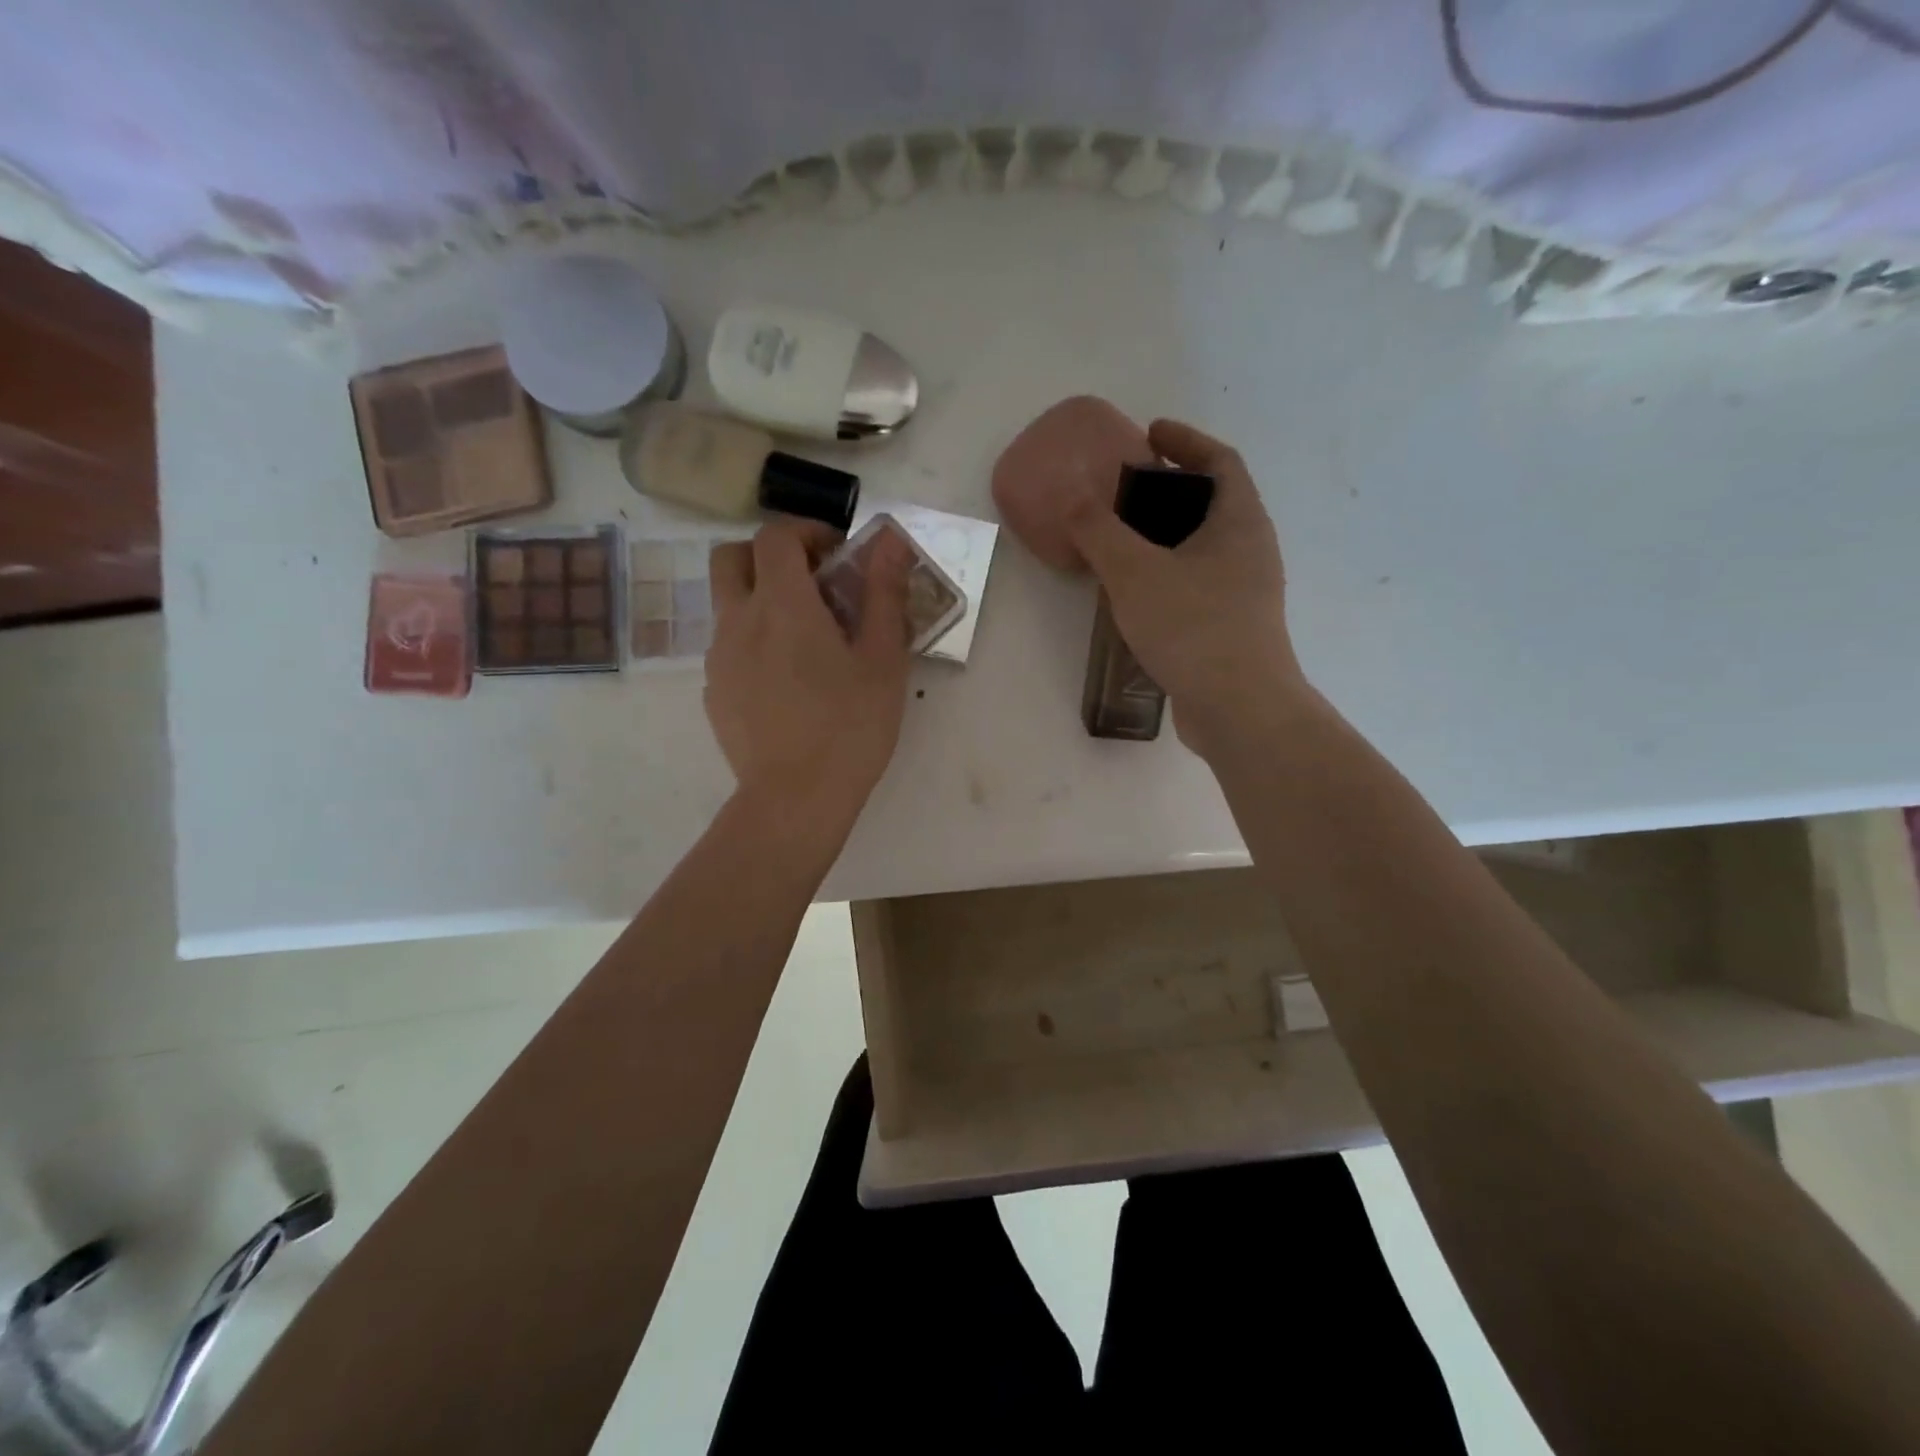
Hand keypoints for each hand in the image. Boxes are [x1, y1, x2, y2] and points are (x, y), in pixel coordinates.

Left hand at [705, 519, 913, 837]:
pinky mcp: (713, 693)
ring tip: (803, 641)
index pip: (775, 535)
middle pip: (730, 556)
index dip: (806, 532)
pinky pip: (728, 648)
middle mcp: (738, 620)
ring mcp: (719, 658)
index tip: (837, 555)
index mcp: (782, 604)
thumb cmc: (850, 727)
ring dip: (759, 601)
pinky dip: (753, 643)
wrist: (795, 799)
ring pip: (727, 604)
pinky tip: (786, 684)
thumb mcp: (883, 659)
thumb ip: (884, 594)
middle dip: (766, 556)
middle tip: (809, 584)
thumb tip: (891, 542)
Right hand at [1065, 418, 1306, 756]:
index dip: (1186, 441)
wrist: (1238, 709)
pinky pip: (1198, 584)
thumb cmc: (1193, 626)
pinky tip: (1136, 595)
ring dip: (1168, 537)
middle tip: (1126, 491)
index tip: (1150, 433)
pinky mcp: (1232, 628)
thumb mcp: (1135, 572)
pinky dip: (1169, 574)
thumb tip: (1073, 499)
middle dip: (1171, 491)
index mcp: (1240, 522)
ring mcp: (1246, 592)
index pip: (1220, 461)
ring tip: (1122, 542)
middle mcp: (1251, 551)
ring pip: (1204, 548)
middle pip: (1213, 503)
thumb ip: (1100, 531)